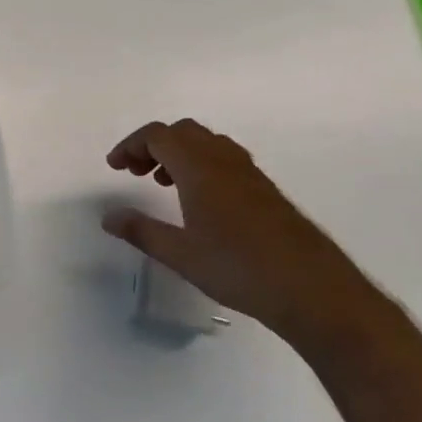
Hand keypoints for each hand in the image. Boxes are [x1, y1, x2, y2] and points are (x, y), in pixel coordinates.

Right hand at [102, 118, 366, 341]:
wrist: (313, 290)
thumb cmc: (239, 268)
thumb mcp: (180, 254)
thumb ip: (141, 230)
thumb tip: (108, 216)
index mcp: (200, 168)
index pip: (158, 135)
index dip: (131, 145)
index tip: (115, 167)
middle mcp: (224, 160)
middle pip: (182, 131)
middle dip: (153, 145)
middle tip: (136, 172)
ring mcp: (249, 173)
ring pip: (206, 142)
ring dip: (179, 153)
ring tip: (164, 184)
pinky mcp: (265, 190)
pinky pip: (224, 158)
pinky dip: (201, 164)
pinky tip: (200, 200)